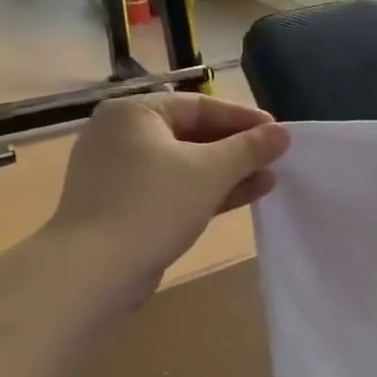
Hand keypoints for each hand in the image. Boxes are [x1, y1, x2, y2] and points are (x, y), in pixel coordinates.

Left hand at [48, 93, 288, 292]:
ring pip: (184, 165)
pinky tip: (242, 197)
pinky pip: (172, 189)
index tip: (278, 132)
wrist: (92, 271)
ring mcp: (118, 174)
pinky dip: (205, 191)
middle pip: (192, 134)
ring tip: (268, 180)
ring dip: (227, 172)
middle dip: (237, 149)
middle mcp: (120, 136)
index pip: (200, 105)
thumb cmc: (153, 204)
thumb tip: (283, 133)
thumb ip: (250, 148)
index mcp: (134, 113)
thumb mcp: (211, 170)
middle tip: (274, 158)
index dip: (244, 118)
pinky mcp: (122, 206)